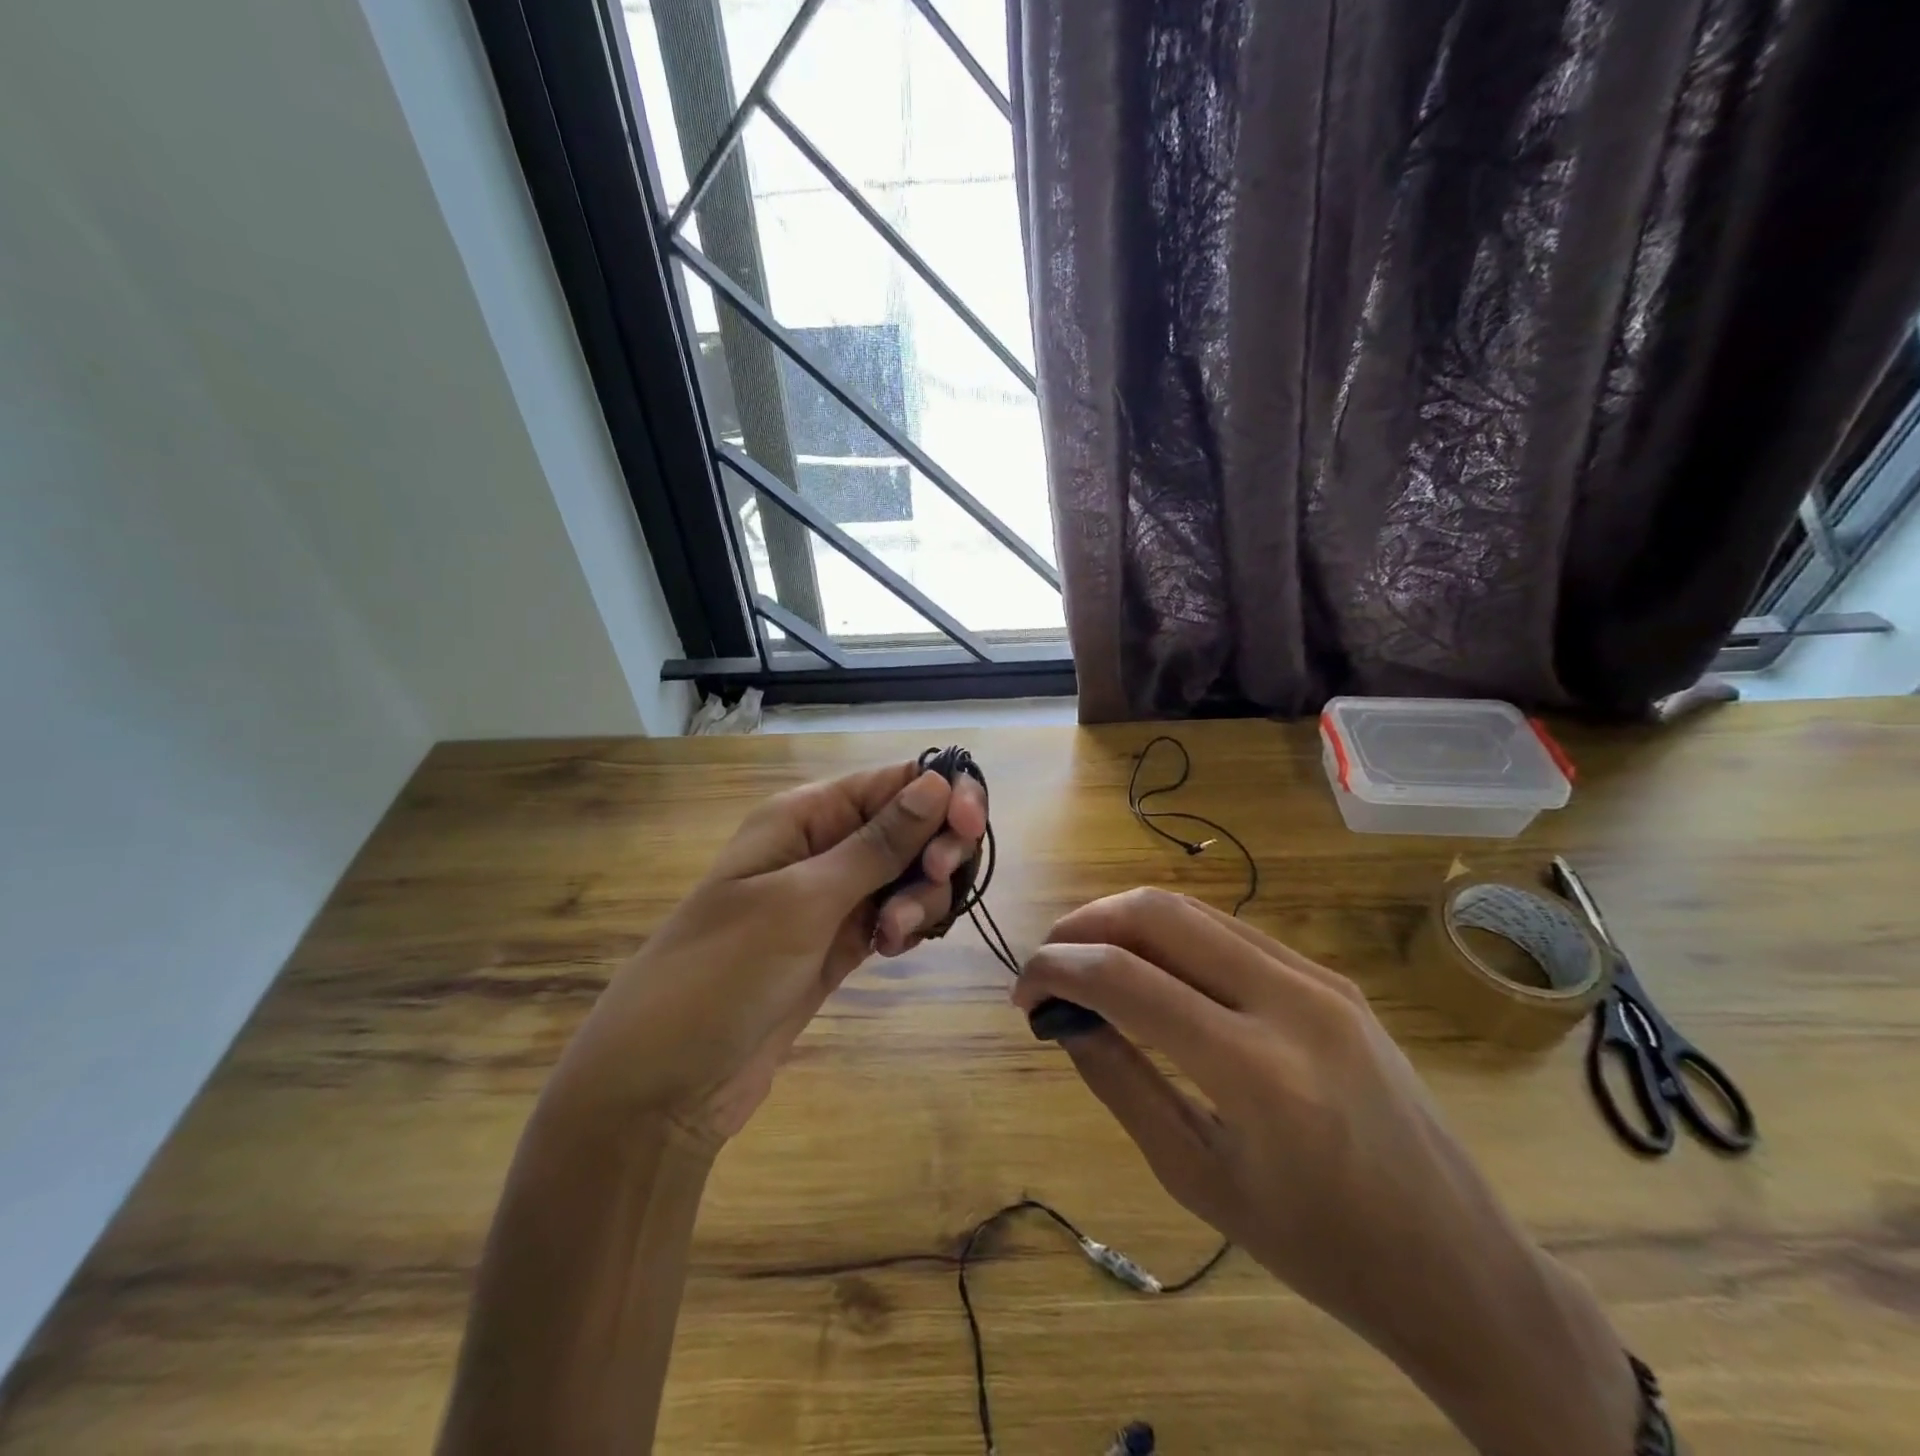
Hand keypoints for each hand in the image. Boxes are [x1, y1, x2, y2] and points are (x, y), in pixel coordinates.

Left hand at [556, 761, 985, 1144]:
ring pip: (909, 874)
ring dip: (919, 898)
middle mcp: (822, 846)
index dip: (942, 793)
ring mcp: (833, 897)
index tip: (969, 828)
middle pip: (911, 825)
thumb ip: (878, 843)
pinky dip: (906, 926)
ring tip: (890, 938)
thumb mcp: (803, 901)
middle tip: (934, 882)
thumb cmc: (723, 973)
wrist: (666, 1083)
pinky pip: (895, 914)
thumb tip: (938, 781)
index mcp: (805, 814)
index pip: (893, 781)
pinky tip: (889, 950)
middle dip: (935, 850)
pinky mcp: (841, 942)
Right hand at [1014, 889, 1639, 1455]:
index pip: (1126, 979)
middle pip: (1159, 914)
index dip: (1058, 970)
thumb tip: (1063, 1018)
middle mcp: (1290, 1001)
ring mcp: (1320, 979)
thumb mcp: (1197, 1179)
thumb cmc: (1319, 1249)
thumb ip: (1121, 1084)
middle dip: (1086, 923)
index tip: (1024, 992)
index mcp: (1256, 1071)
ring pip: (1195, 911)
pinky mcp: (1334, 977)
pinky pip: (1233, 932)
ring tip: (1087, 957)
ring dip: (1126, 921)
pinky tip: (1151, 966)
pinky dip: (1174, 935)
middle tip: (1049, 961)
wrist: (1459, 1264)